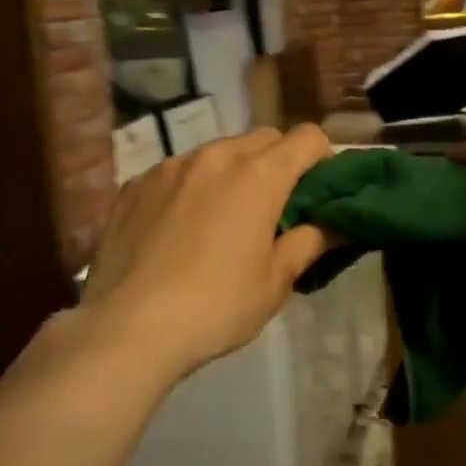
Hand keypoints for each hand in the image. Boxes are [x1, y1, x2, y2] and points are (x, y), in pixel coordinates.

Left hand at [80, 126, 333, 380]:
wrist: (127, 327)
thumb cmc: (216, 306)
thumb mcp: (275, 282)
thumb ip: (310, 242)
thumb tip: (337, 224)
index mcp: (259, 176)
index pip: (308, 138)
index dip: (323, 158)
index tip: (320, 190)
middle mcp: (216, 156)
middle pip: (263, 138)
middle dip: (279, 161)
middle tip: (276, 205)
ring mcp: (170, 166)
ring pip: (217, 151)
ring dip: (233, 171)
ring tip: (223, 216)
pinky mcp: (135, 184)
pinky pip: (177, 171)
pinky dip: (191, 186)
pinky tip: (179, 227)